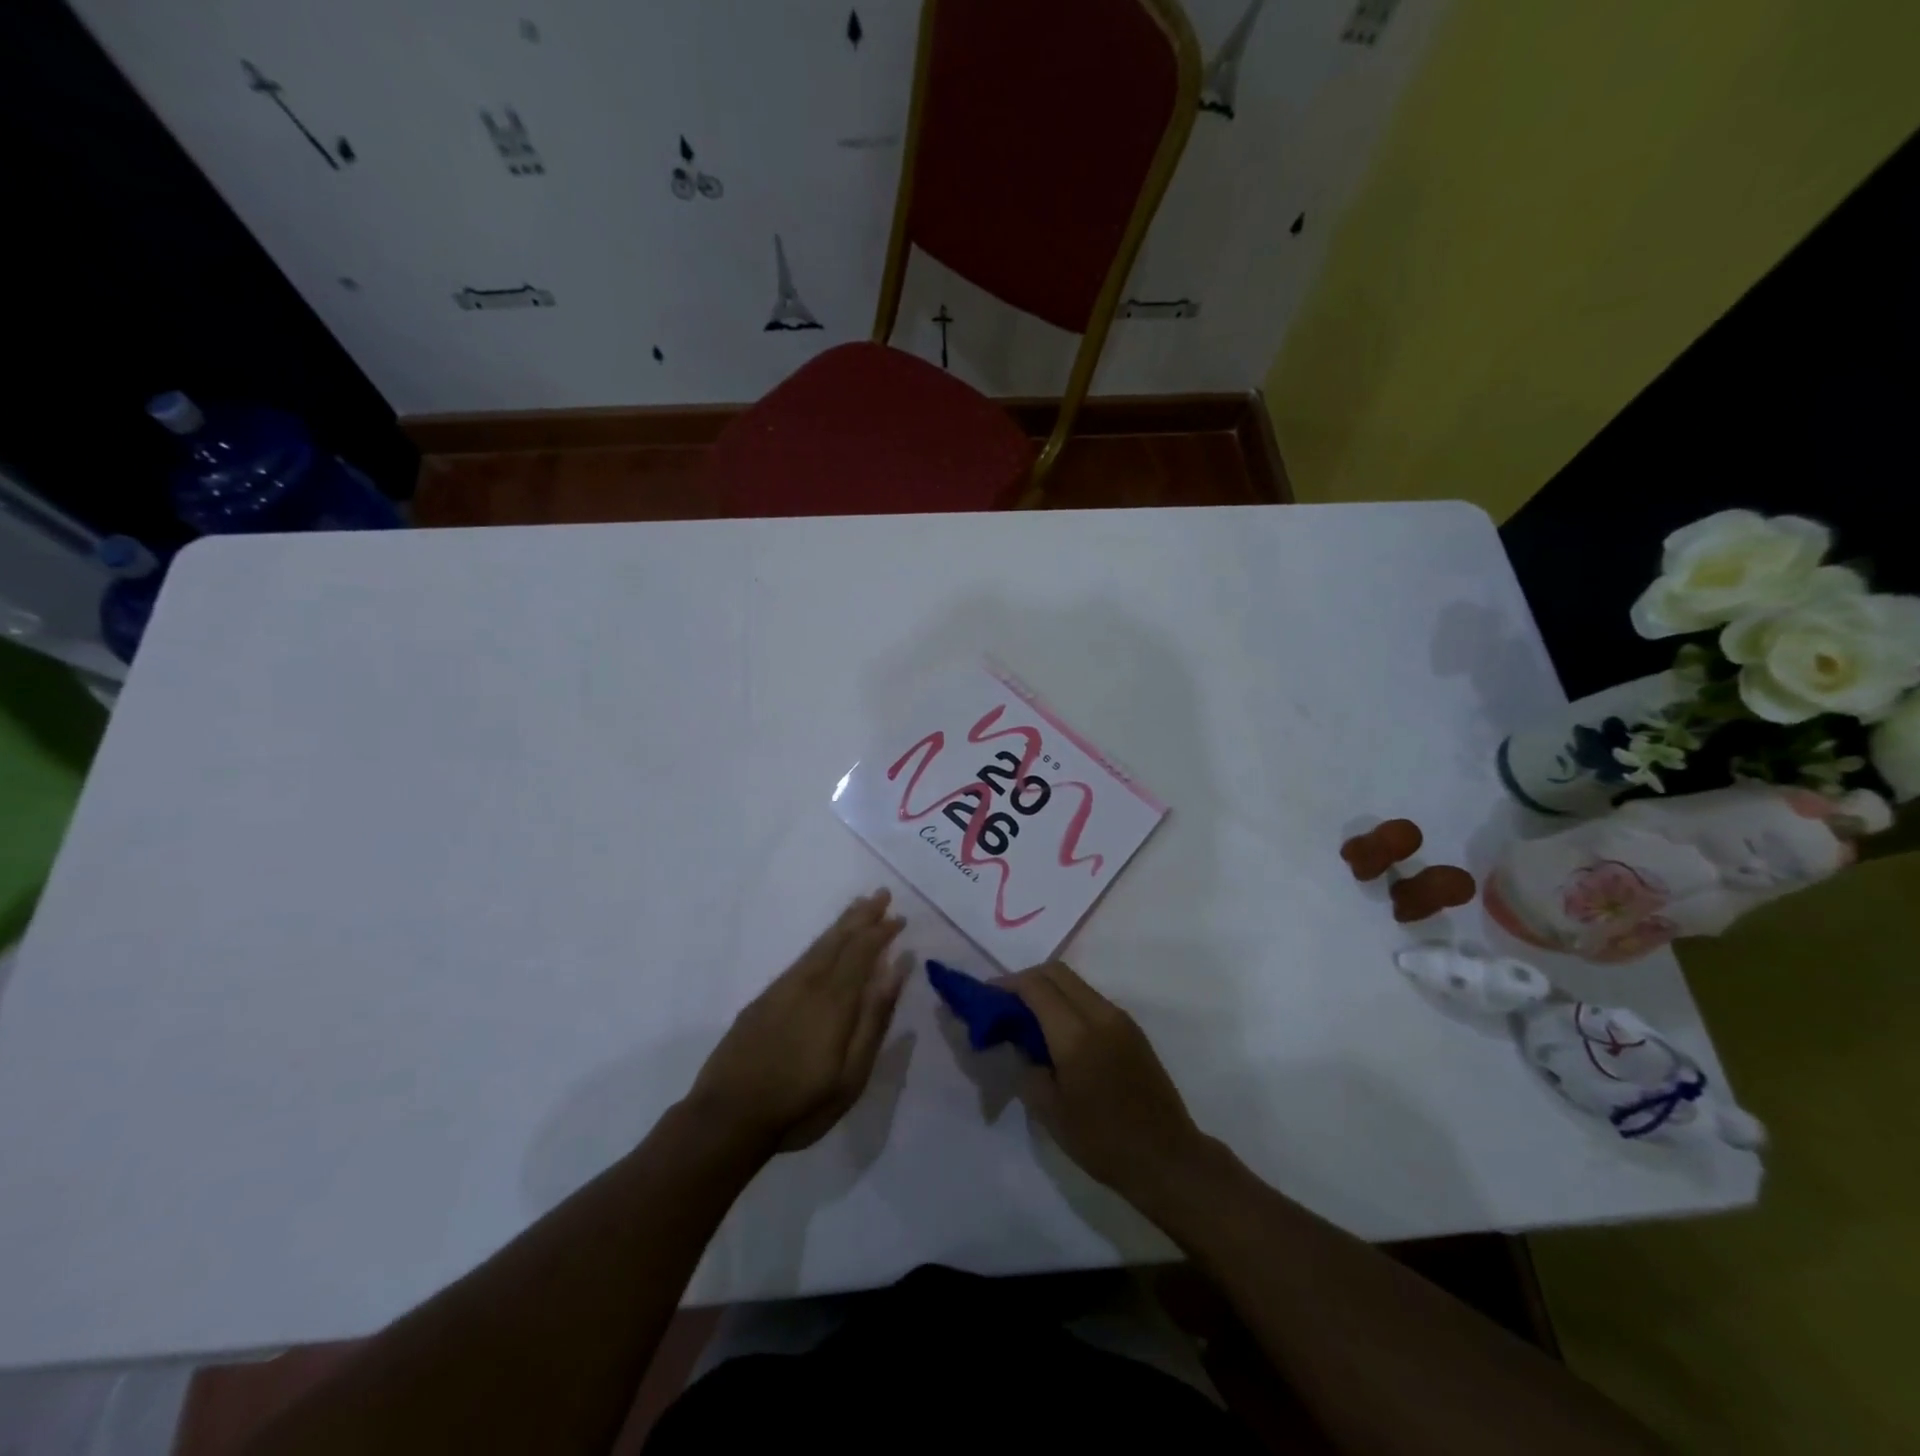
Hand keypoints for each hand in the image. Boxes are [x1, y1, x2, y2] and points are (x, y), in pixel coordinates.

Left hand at [687, 890, 908, 1155]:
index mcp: (834, 1000)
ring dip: (841, 924)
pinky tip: (824, 945)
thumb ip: (874, 1019)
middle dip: (862, 916)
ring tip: (858, 907)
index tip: (900, 918)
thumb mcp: (851, 1074)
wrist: (726, 1119)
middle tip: (881, 894)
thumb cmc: (800, 1104)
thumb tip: (896, 969)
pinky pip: (800, 959)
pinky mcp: (763, 1000)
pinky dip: (819, 943)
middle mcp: (808, 984)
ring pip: (817, 946)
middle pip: (839, 940)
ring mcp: (782, 990)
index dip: (881, 932)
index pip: (862, 952)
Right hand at [1001, 961, 1207, 1210]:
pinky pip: (1091, 999)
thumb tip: (1018, 1042)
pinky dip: (1068, 1002)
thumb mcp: (1050, 1111)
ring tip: (1029, 1018)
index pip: (1035, 986)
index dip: (1006, 984)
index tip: (986, 997)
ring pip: (1076, 983)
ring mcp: (1120, 1019)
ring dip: (1049, 989)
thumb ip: (1027, 1067)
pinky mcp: (1132, 1029)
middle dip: (1026, 980)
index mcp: (1076, 1034)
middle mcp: (1100, 1014)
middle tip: (1005, 1004)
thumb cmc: (1102, 1141)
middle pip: (1056, 972)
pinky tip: (1058, 1032)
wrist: (1167, 1158)